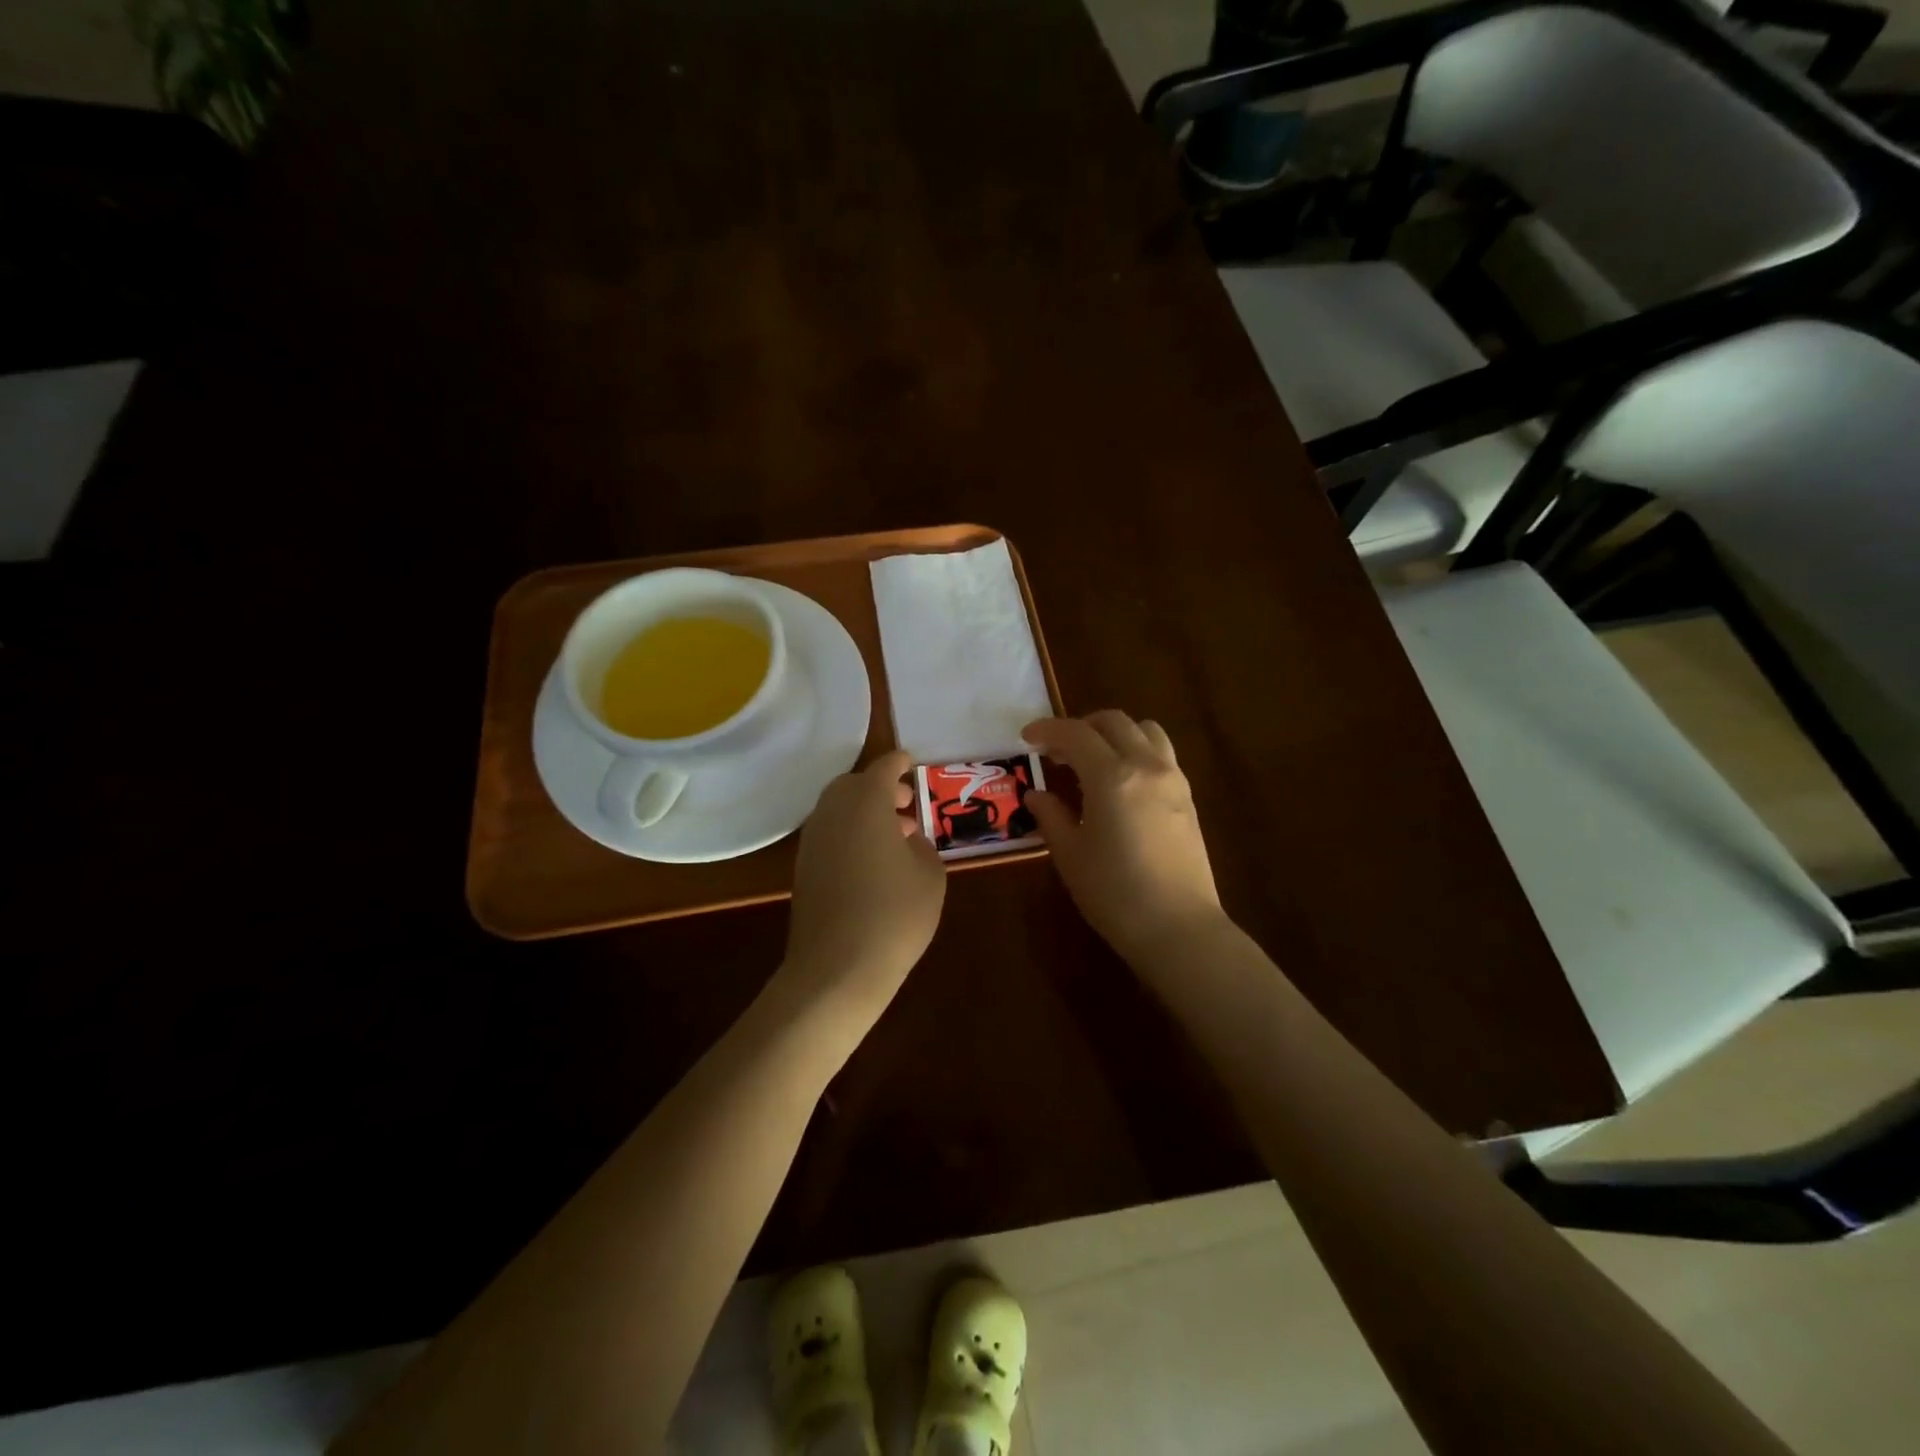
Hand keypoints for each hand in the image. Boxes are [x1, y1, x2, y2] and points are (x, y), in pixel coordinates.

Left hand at [783, 749, 946, 1012]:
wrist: (837, 968)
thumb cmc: (894, 915)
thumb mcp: (930, 876)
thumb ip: (922, 846)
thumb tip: (907, 839)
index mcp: (866, 803)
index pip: (883, 768)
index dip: (899, 763)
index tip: (912, 762)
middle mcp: (833, 813)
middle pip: (854, 785)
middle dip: (880, 787)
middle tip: (906, 804)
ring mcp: (813, 841)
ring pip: (838, 809)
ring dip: (865, 812)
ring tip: (896, 835)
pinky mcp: (803, 868)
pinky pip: (829, 834)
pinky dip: (850, 832)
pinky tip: (873, 861)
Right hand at [1022, 711, 1225, 964]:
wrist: (1178, 928)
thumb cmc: (1114, 893)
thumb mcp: (1070, 855)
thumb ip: (1051, 816)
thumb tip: (1036, 795)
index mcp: (1112, 776)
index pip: (1075, 734)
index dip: (1047, 729)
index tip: (1027, 737)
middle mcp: (1146, 766)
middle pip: (1113, 722)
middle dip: (1080, 726)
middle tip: (1056, 750)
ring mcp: (1173, 779)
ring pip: (1145, 730)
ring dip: (1114, 733)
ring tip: (1093, 758)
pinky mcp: (1188, 797)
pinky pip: (1161, 754)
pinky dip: (1136, 750)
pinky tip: (1120, 782)